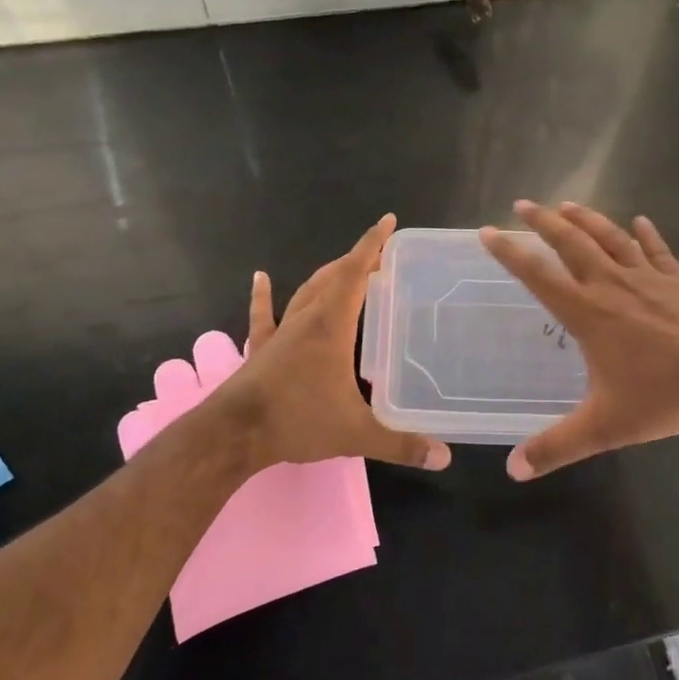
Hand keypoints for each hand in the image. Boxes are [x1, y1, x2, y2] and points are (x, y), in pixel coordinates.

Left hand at [218, 215, 452, 473]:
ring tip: (345, 267)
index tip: (388, 222)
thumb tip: (444, 457)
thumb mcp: (355, 433)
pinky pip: (264, 315)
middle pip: (333, 277)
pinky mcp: (261, 348)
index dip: (372, 245)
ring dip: (327, 276)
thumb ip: (400, 444)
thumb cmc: (297, 421)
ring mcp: (281, 332)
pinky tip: (261, 278)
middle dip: (358, 261)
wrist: (234, 434)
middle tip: (381, 257)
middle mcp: (307, 319)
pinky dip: (263, 295)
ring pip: (306, 291)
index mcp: (332, 326)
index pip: (355, 274)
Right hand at [481, 201, 678, 479]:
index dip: (510, 252)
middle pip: (571, 242)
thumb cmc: (661, 397)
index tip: (489, 231)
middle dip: (543, 221)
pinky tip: (640, 221)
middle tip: (523, 204)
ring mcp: (648, 276)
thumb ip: (556, 446)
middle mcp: (612, 284)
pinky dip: (647, 234)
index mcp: (588, 313)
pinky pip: (658, 249)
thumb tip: (513, 470)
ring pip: (610, 237)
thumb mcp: (604, 428)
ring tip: (567, 205)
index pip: (538, 274)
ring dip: (586, 219)